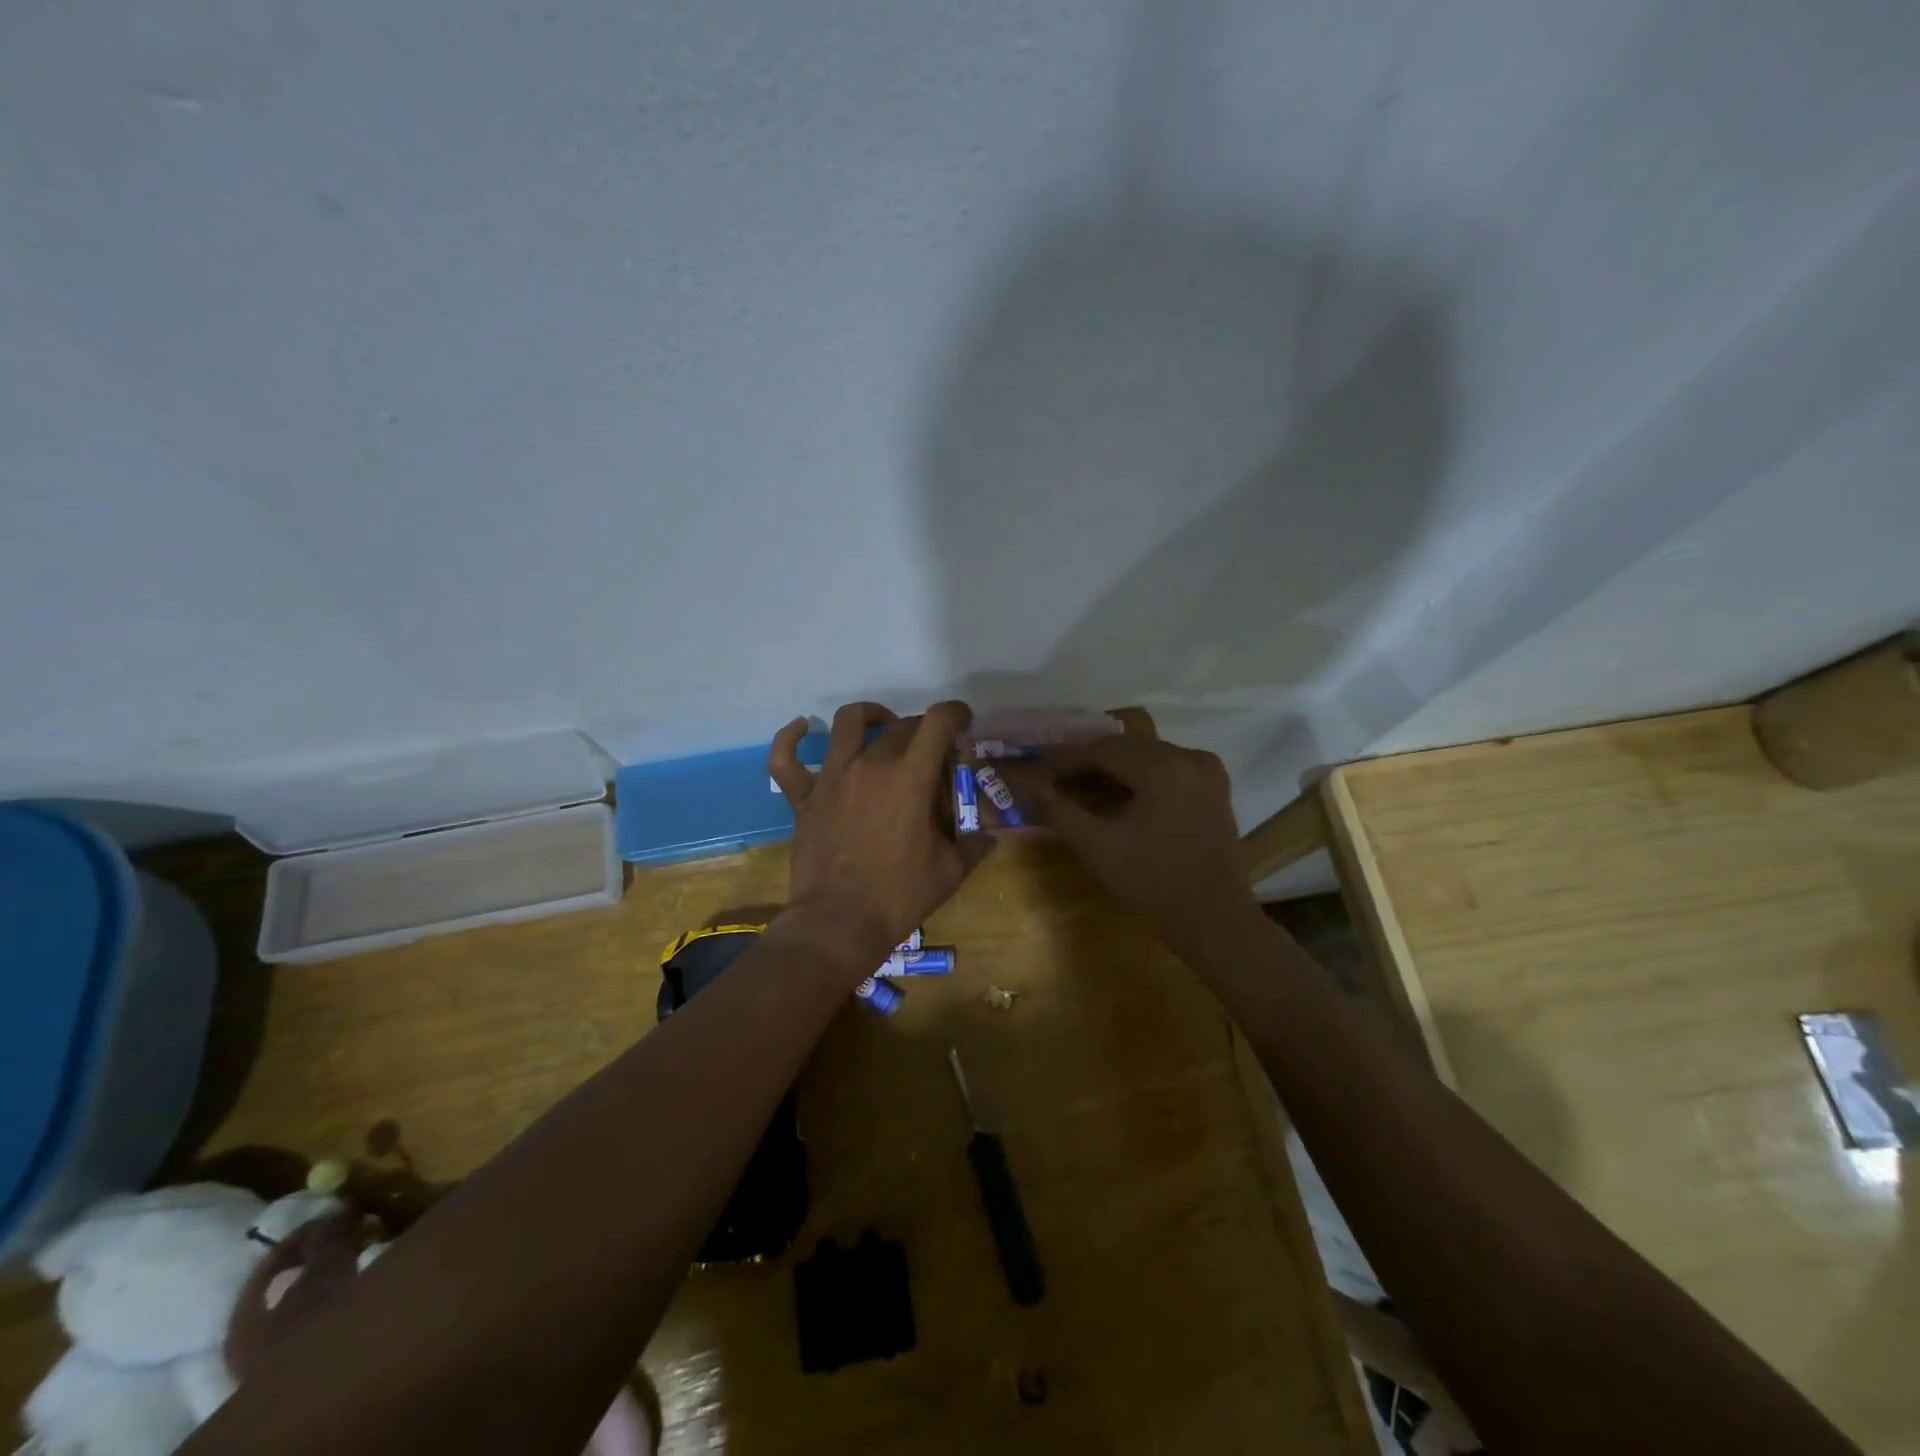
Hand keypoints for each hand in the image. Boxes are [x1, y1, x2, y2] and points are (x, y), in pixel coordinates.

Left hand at [768, 701, 992, 974]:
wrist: (840, 923)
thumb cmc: (899, 896)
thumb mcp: (950, 871)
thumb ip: (974, 846)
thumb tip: (988, 837)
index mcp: (911, 778)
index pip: (938, 723)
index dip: (955, 713)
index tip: (962, 722)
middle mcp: (870, 765)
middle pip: (902, 726)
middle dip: (923, 731)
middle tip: (932, 754)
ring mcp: (832, 778)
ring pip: (848, 723)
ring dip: (871, 716)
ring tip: (883, 725)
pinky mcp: (804, 797)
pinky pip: (786, 758)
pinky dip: (792, 737)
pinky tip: (803, 727)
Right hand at [997, 737, 1261, 959]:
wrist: (1214, 920)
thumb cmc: (1152, 884)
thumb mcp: (1096, 846)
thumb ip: (1057, 809)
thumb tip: (1026, 784)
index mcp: (1162, 767)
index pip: (1101, 749)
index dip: (1065, 759)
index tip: (1037, 772)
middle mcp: (1188, 756)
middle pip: (1124, 750)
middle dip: (1087, 764)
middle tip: (1053, 782)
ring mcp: (1206, 770)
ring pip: (1145, 758)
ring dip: (1111, 771)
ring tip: (1078, 791)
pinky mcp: (1213, 787)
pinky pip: (1166, 770)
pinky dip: (1137, 779)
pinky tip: (1114, 798)